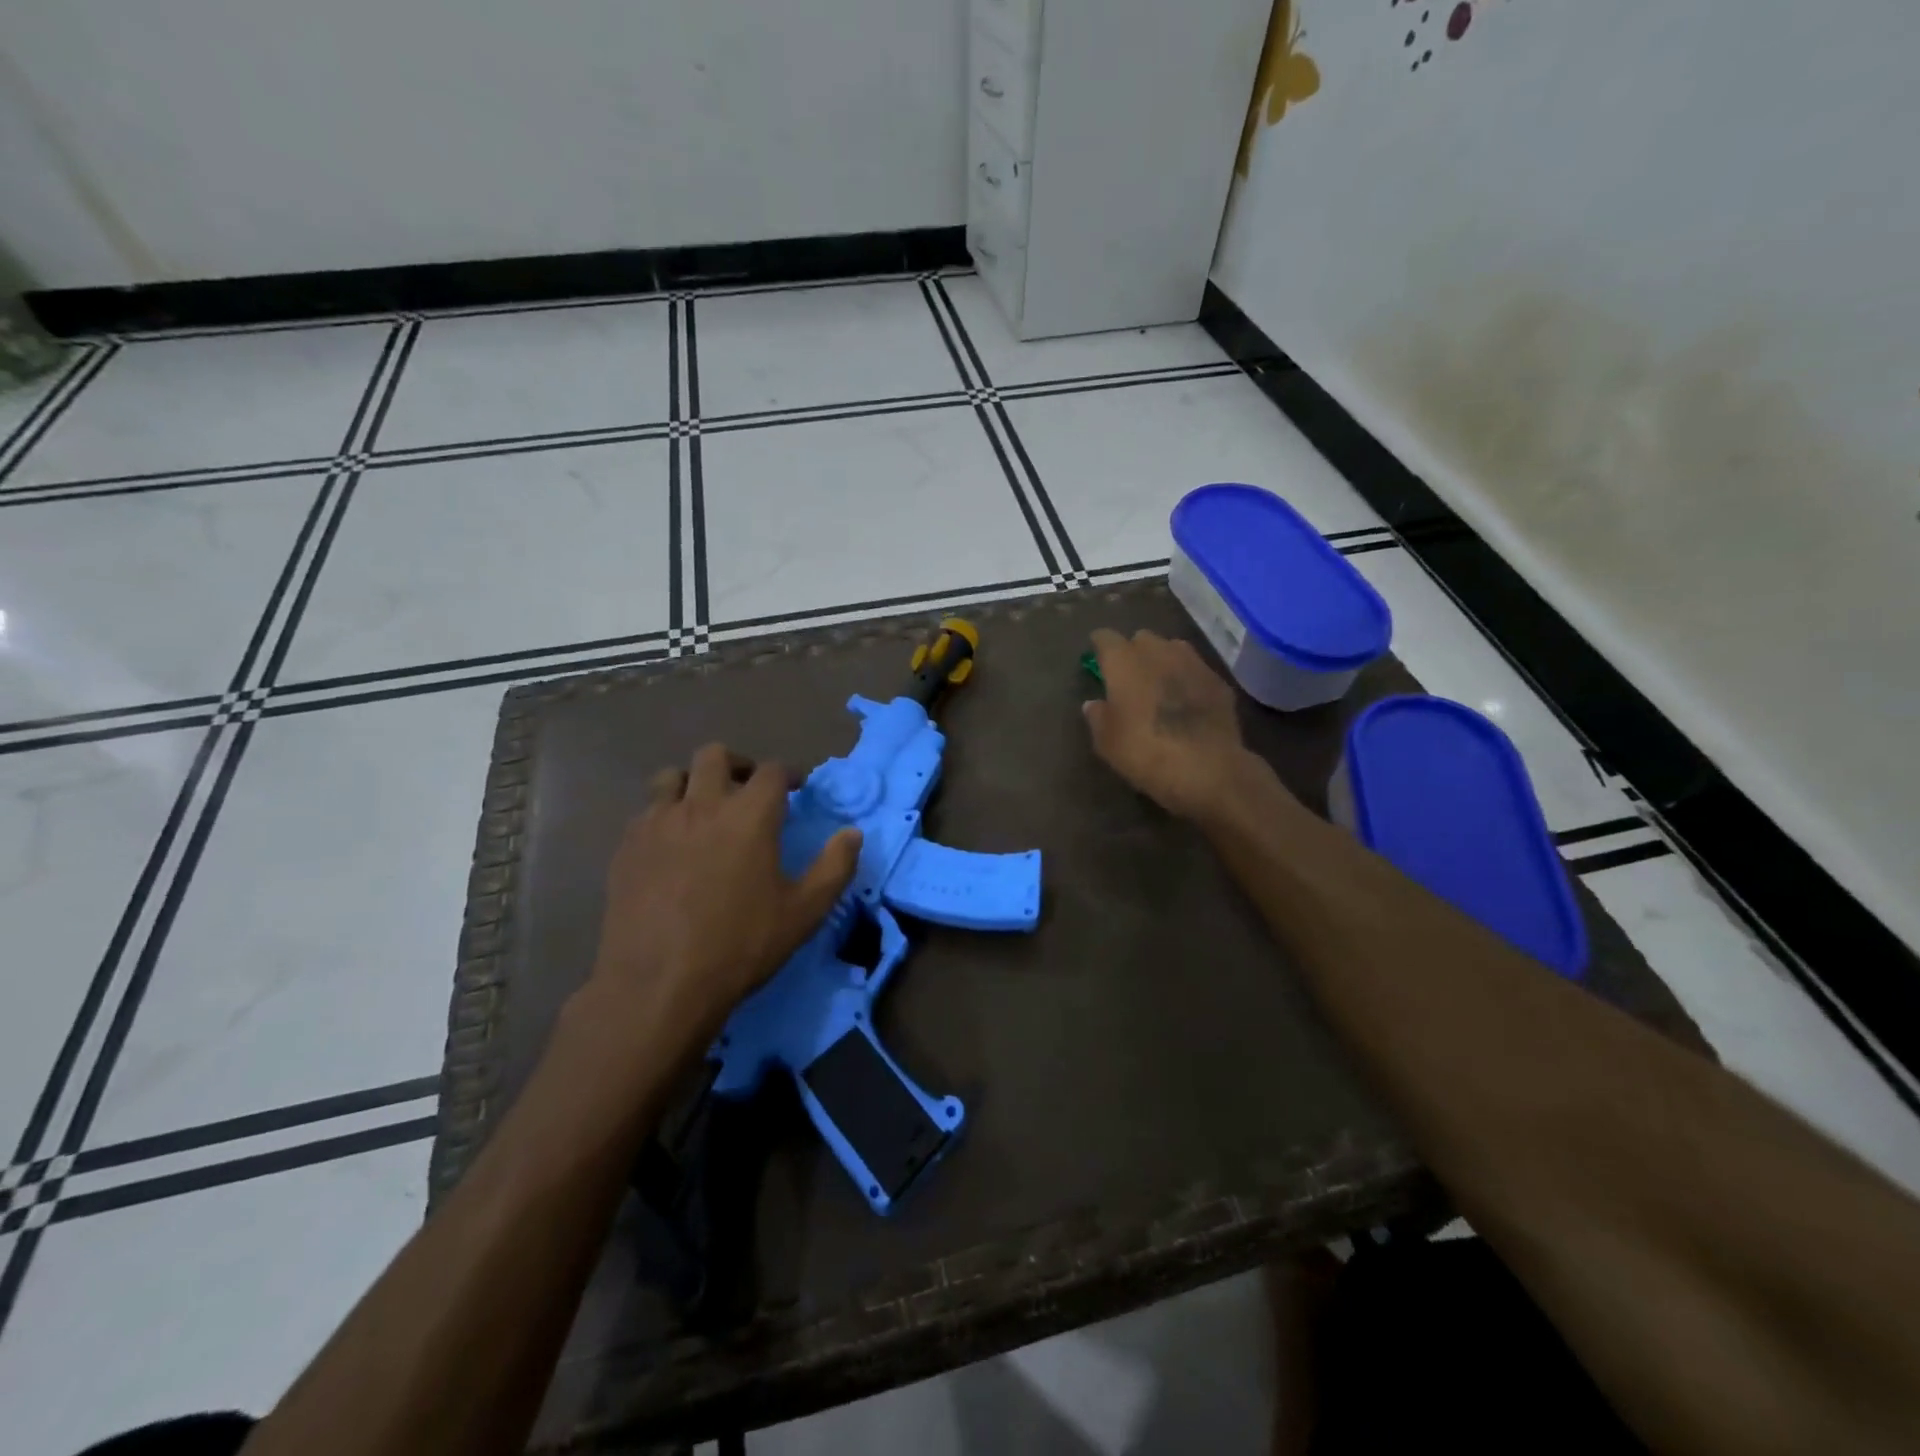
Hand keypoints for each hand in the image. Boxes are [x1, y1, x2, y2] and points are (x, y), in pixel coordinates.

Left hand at [586, 744, 861, 1050]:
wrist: (658, 984)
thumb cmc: (740, 945)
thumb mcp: (804, 912)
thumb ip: (835, 867)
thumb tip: (852, 833)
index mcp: (750, 815)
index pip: (771, 770)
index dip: (787, 774)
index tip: (795, 788)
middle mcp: (702, 805)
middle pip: (715, 756)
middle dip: (737, 765)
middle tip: (748, 791)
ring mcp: (658, 823)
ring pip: (672, 776)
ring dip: (693, 783)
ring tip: (704, 811)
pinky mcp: (627, 847)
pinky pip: (646, 812)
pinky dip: (664, 815)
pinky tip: (671, 846)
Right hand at [1083, 628, 1257, 819]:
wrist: (1207, 769)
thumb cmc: (1145, 752)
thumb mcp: (1107, 743)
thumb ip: (1097, 717)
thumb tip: (1093, 704)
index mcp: (1124, 662)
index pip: (1106, 638)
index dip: (1100, 646)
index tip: (1096, 658)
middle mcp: (1159, 652)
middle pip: (1142, 638)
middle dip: (1133, 651)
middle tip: (1129, 676)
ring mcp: (1193, 664)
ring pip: (1173, 648)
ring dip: (1163, 660)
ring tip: (1160, 683)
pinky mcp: (1219, 682)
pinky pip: (1197, 671)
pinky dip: (1188, 679)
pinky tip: (1188, 701)